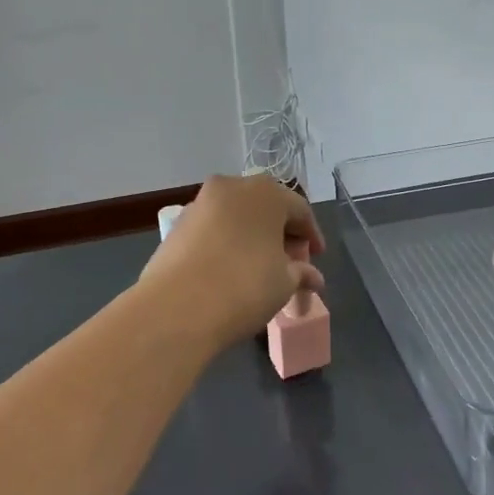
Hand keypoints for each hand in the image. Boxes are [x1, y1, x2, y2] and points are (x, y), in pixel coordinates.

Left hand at [140, 175, 325, 348]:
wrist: (176, 308)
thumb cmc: (244, 286)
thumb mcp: (284, 283)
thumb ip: (301, 273)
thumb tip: (313, 278)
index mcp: (266, 193)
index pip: (299, 210)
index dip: (311, 235)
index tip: (317, 257)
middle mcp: (232, 187)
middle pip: (266, 207)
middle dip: (281, 232)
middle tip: (291, 261)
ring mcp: (201, 203)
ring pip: (237, 215)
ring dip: (252, 235)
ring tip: (260, 265)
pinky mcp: (178, 224)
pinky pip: (214, 227)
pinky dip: (227, 241)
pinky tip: (230, 267)